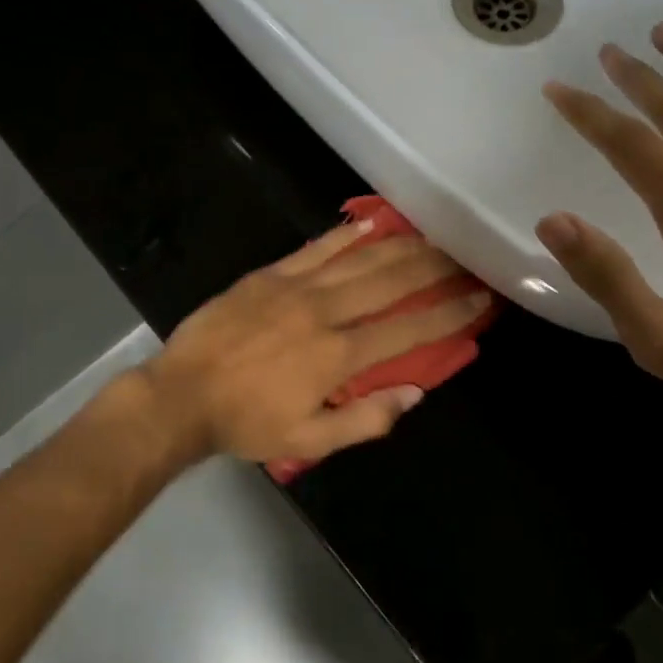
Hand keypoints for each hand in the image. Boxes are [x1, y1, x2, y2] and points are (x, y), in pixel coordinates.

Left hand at [130, 222, 491, 465]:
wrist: (182, 393)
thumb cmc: (246, 422)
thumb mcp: (308, 439)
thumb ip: (365, 420)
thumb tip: (415, 393)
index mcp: (337, 356)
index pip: (407, 330)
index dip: (448, 314)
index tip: (479, 298)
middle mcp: (324, 312)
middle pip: (390, 283)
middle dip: (433, 268)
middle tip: (465, 254)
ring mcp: (295, 287)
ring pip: (359, 260)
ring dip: (400, 246)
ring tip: (433, 235)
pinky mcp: (269, 274)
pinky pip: (316, 248)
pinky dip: (346, 234)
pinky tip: (371, 223)